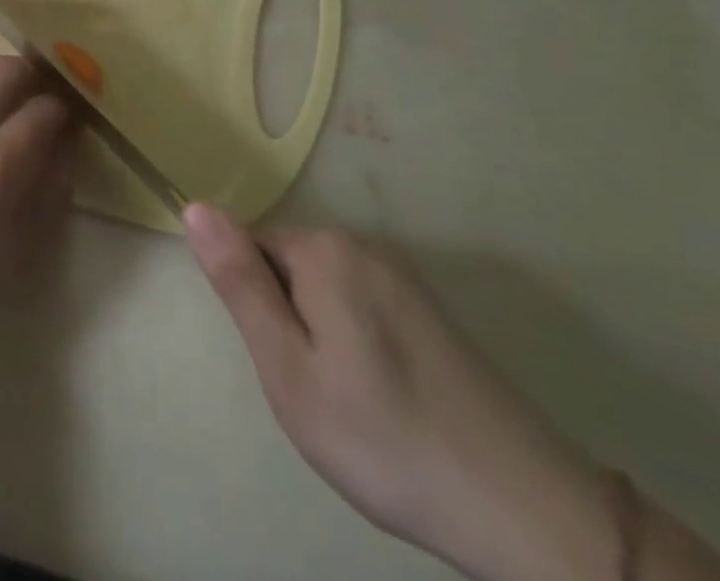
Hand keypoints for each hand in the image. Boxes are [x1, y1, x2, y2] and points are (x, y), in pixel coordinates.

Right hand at [184, 207, 613, 580]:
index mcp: (323, 248)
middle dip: (286, 318)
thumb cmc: (384, 438)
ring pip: (323, 289)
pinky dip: (356, 344)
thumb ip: (239, 283)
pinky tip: (384, 399)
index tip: (283, 361)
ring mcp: (402, 275)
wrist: (526, 511)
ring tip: (349, 401)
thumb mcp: (289, 369)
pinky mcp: (430, 308)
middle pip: (288, 264)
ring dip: (320, 334)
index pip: (249, 246)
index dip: (254, 305)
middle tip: (313, 389)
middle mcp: (362, 244)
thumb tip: (194, 207)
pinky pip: (361, 306)